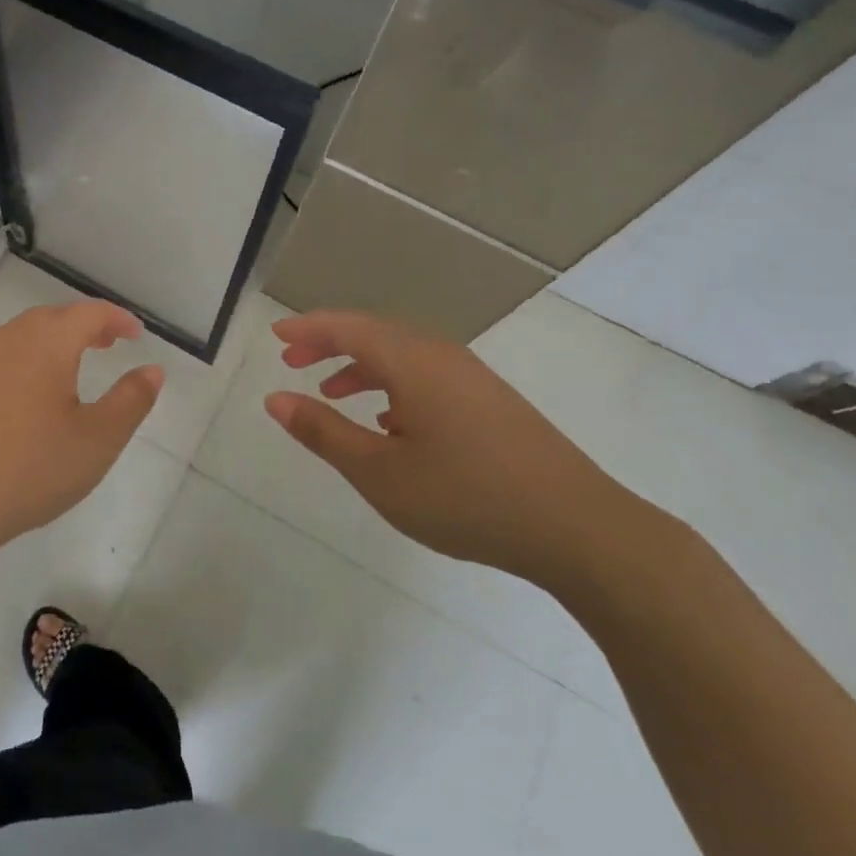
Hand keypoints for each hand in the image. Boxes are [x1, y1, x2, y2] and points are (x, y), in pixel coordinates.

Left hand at [0, 300, 163, 562]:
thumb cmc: (28, 469)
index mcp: (47, 343)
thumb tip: (153, 370)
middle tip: (107, 344)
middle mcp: (8, 340)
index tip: (136, 334)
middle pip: (53, 318)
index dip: (117, 319)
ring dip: (51, 343)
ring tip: (69, 370)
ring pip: (21, 337)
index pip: (90, 313)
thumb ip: (130, 401)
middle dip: (84, 327)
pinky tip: (23, 398)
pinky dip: (22, 363)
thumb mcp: (96, 441)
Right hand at [264, 310, 636, 591]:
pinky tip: (389, 424)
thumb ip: (324, 432)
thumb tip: (275, 399)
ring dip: (361, 367)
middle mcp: (441, 356)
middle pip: (374, 334)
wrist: (580, 528)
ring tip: (332, 394)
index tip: (277, 337)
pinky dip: (394, 386)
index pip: (348, 327)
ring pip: (402, 357)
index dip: (308, 329)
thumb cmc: (467, 497)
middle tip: (294, 363)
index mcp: (412, 362)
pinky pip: (427, 377)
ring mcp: (472, 378)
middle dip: (330, 345)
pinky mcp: (491, 402)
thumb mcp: (380, 472)